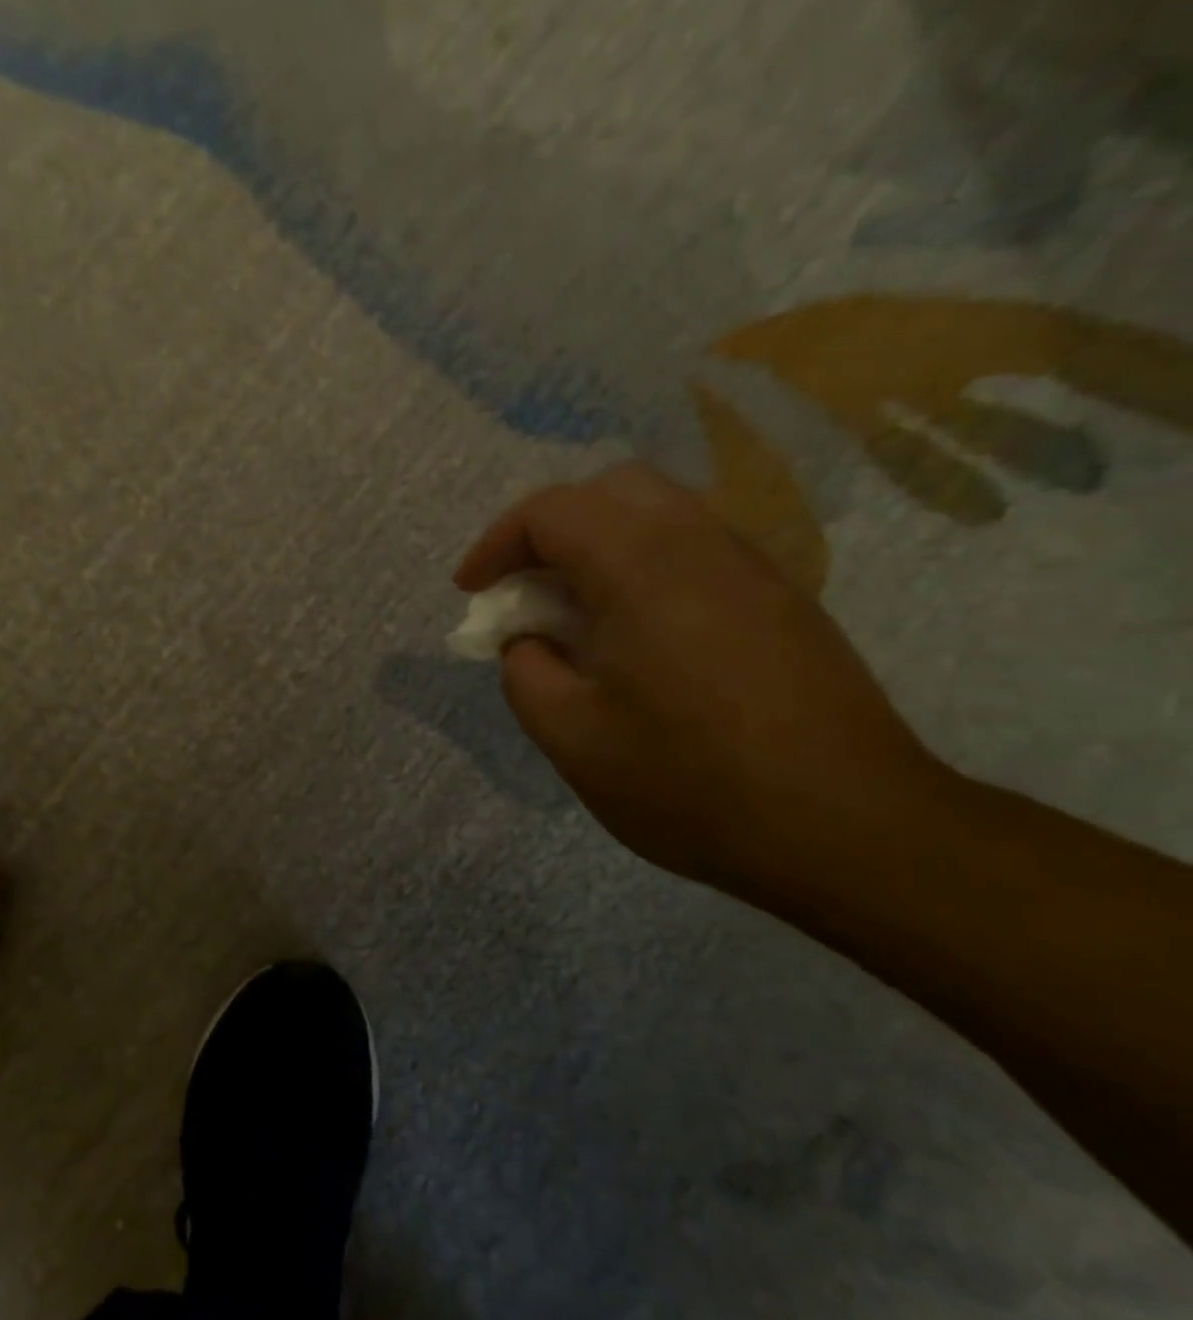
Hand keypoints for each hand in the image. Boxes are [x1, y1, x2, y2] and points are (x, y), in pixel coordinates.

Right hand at [455, 463, 953, 901]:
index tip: (472, 593)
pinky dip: (643, 567)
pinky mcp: (782, 600)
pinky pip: (695, 550)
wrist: (848, 828)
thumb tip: (530, 639)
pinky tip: (636, 636)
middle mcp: (703, 545)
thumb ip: (525, 670)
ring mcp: (753, 569)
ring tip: (575, 616)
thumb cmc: (690, 782)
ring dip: (599, 547)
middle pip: (612, 491)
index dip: (496, 543)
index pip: (552, 511)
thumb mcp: (571, 737)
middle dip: (550, 531)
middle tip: (525, 590)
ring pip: (659, 515)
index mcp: (643, 568)